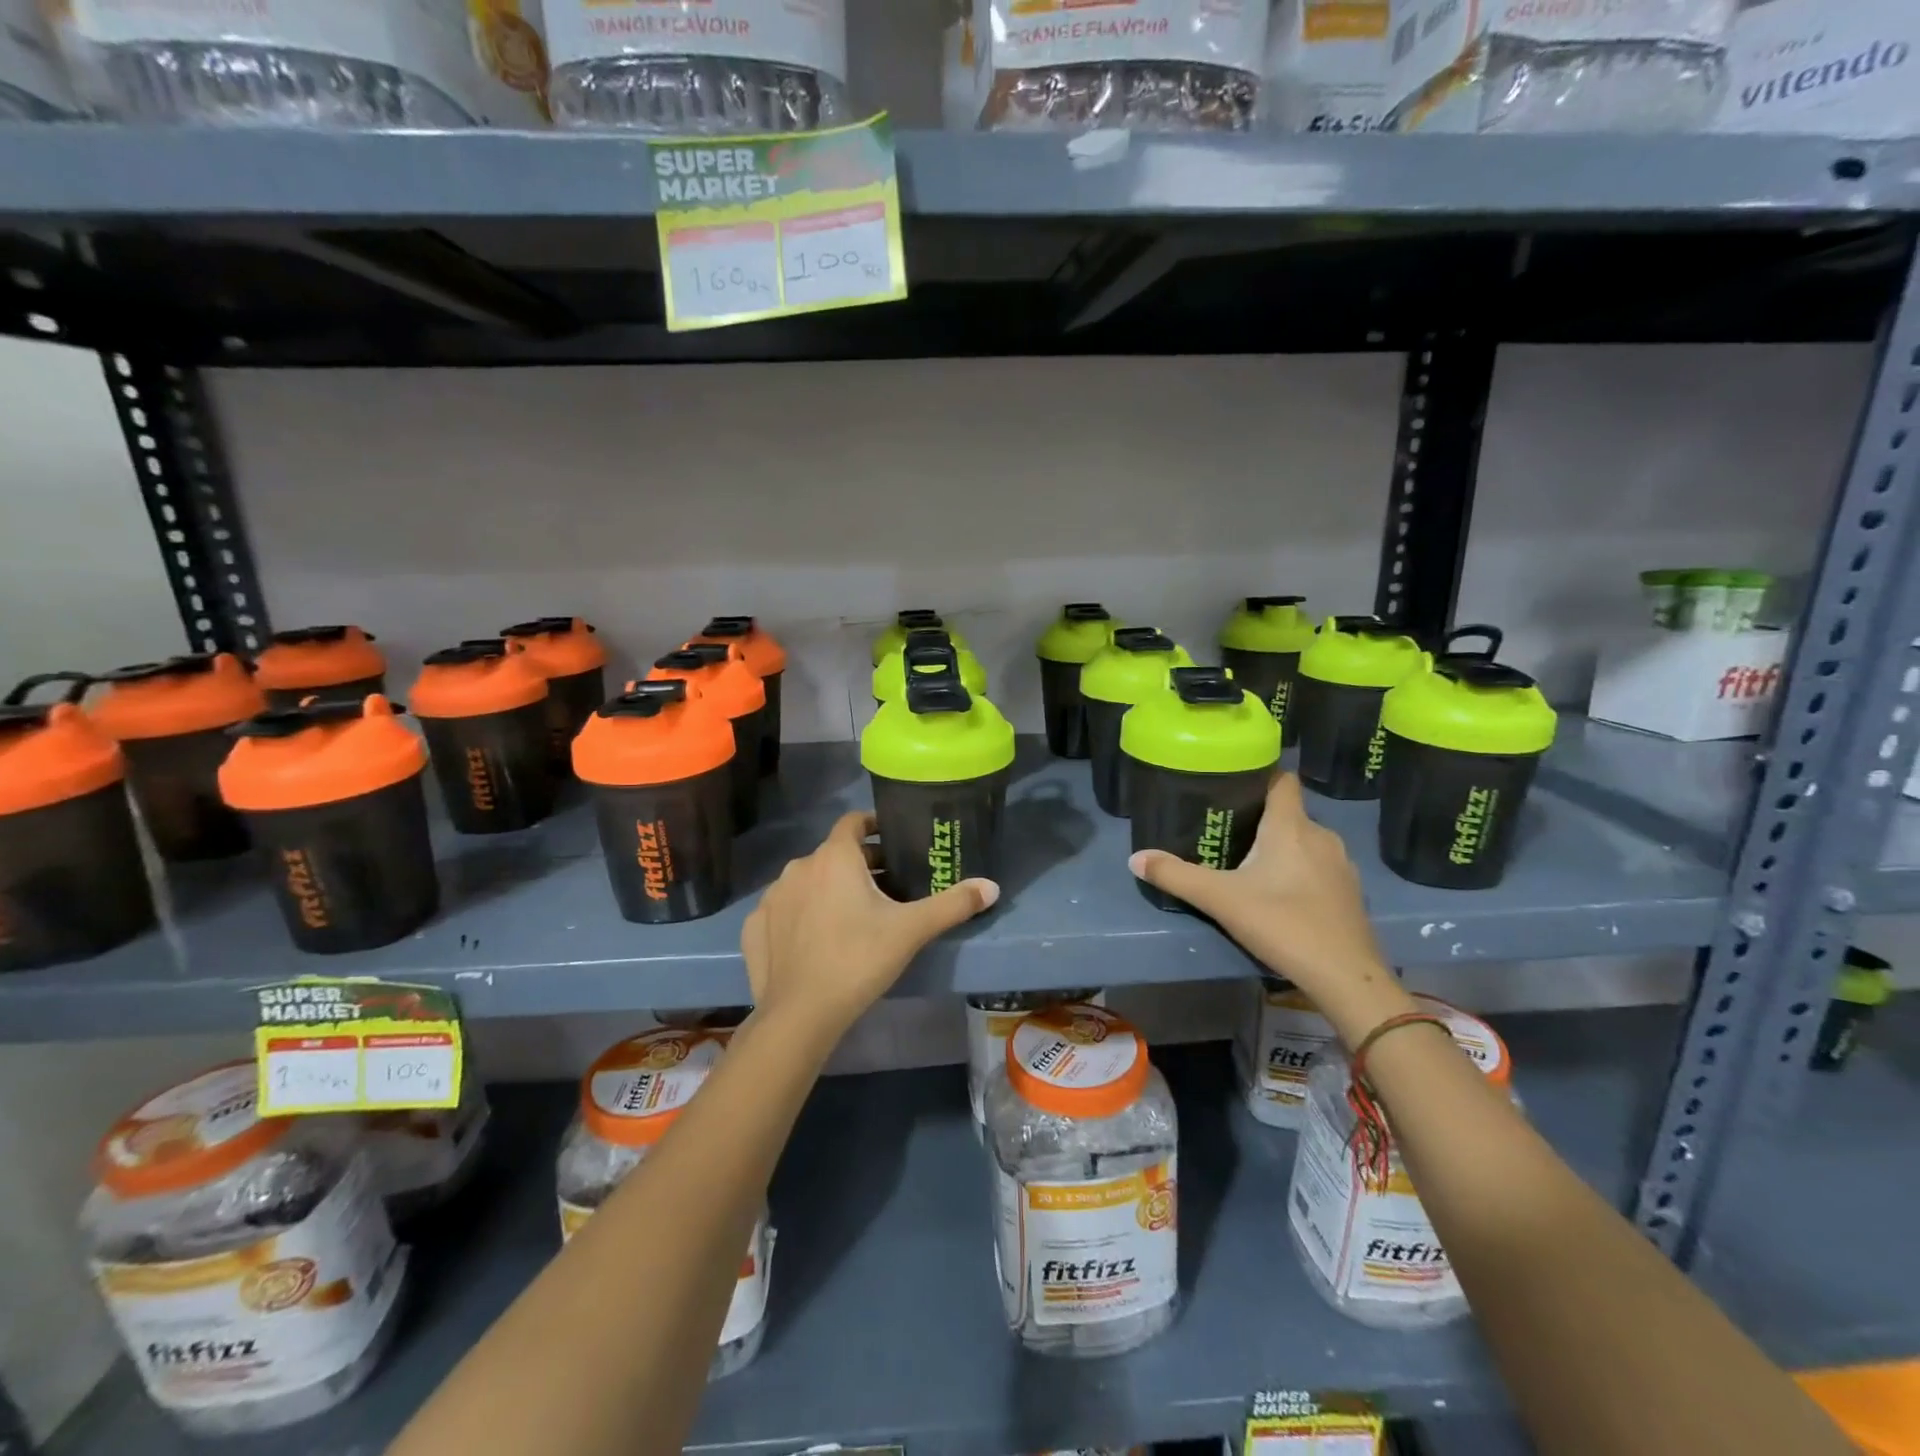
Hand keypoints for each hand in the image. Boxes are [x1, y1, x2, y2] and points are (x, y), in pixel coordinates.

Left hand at [742, 811, 997, 1045]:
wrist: (801, 1015)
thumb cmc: (859, 959)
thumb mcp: (911, 930)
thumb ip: (953, 904)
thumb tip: (992, 887)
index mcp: (835, 857)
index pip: (853, 822)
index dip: (873, 826)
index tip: (892, 841)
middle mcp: (799, 867)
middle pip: (833, 854)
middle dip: (859, 865)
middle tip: (885, 888)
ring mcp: (772, 897)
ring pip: (807, 881)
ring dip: (827, 888)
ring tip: (851, 915)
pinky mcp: (754, 927)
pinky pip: (782, 909)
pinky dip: (799, 914)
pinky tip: (814, 939)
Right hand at [1128, 772, 1410, 1044]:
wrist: (1346, 977)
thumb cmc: (1283, 924)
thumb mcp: (1221, 899)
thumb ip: (1176, 876)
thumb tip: (1135, 858)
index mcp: (1291, 826)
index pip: (1281, 779)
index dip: (1258, 775)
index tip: (1230, 783)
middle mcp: (1321, 835)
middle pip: (1287, 812)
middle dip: (1258, 817)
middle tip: (1223, 830)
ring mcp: (1340, 865)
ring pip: (1303, 841)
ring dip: (1278, 846)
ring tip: (1246, 862)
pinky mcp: (1348, 892)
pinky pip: (1317, 866)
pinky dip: (1297, 870)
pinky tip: (1278, 894)